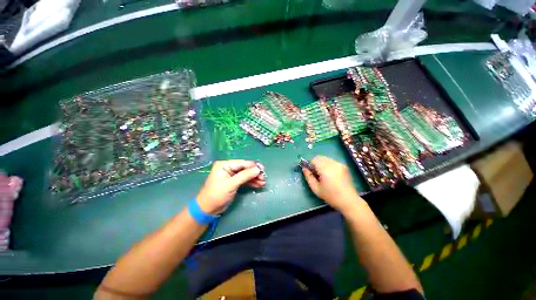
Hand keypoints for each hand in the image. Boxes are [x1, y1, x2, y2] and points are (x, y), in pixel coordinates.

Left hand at [197, 160, 264, 214]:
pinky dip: (251, 182)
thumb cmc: (217, 195)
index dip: (253, 166)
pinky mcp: (234, 182)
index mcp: (224, 165)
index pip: (242, 163)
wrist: (208, 209)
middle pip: (245, 168)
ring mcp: (231, 175)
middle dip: (254, 173)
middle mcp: (228, 168)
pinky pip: (244, 179)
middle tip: (263, 178)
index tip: (262, 170)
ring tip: (263, 183)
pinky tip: (258, 184)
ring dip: (254, 178)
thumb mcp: (231, 184)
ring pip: (246, 174)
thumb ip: (245, 175)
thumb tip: (258, 169)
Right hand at [302, 156, 361, 211]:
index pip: (314, 159)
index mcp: (325, 169)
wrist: (349, 201)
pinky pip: (332, 161)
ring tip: (323, 174)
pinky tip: (330, 174)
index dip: (310, 165)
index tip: (310, 172)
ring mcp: (339, 164)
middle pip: (320, 157)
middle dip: (315, 163)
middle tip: (316, 173)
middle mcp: (333, 163)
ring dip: (322, 164)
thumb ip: (308, 177)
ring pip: (326, 158)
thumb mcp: (316, 188)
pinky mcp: (344, 166)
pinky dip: (328, 165)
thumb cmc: (330, 196)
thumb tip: (304, 168)